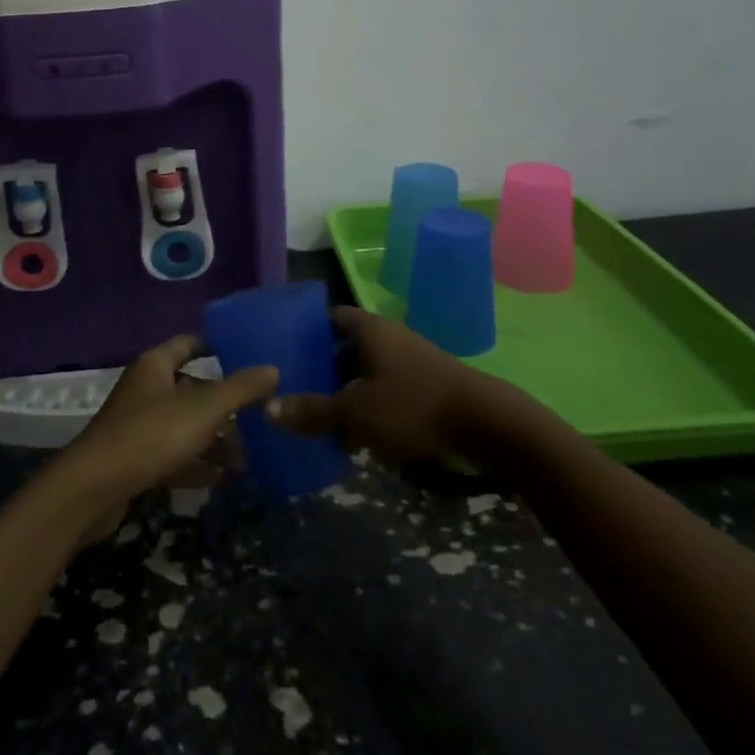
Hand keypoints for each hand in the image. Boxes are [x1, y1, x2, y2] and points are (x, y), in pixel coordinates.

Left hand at [56, 335, 277, 539]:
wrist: (94, 489)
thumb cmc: (151, 435)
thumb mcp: (204, 409)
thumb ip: (240, 389)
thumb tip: (272, 369)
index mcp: (155, 365)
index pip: (189, 343)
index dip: (215, 346)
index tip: (246, 354)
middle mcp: (145, 388)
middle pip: (190, 387)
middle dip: (222, 402)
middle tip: (257, 414)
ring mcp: (136, 424)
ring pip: (183, 424)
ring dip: (212, 437)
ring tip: (246, 454)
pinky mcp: (133, 458)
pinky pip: (172, 454)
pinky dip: (194, 463)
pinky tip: (220, 478)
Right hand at [266, 307, 485, 460]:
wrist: (486, 423)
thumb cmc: (413, 405)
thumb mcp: (356, 412)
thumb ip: (313, 411)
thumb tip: (268, 409)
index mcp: (368, 329)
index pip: (330, 317)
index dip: (307, 330)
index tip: (286, 350)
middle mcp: (388, 336)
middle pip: (347, 347)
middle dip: (324, 369)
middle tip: (297, 390)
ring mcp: (411, 360)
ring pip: (367, 371)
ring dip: (348, 393)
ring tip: (323, 421)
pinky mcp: (427, 385)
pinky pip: (388, 389)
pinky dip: (371, 406)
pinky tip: (361, 437)